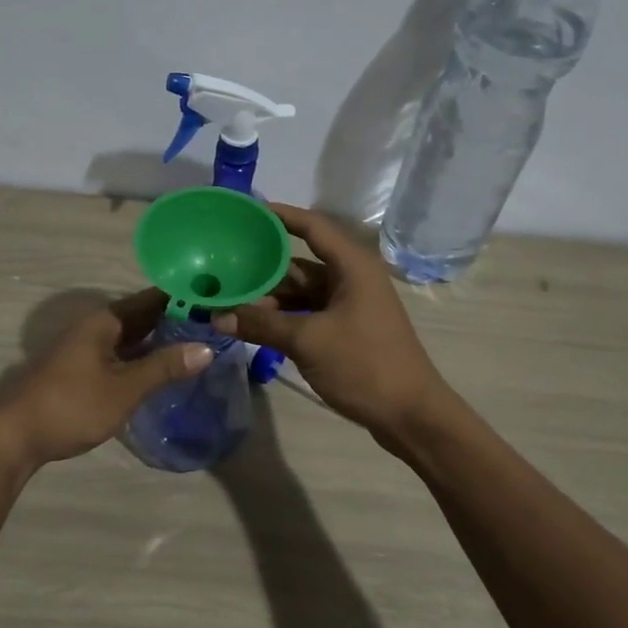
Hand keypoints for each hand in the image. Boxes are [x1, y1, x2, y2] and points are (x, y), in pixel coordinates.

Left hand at [0, 290, 209, 466]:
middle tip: (216, 326)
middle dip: (176, 321)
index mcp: (105, 321)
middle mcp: (95, 327)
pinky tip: (162, 370)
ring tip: (199, 346)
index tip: (217, 301)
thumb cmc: (71, 405)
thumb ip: (164, 367)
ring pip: (131, 338)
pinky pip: (120, 355)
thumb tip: (206, 348)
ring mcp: (85, 349)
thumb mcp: (124, 388)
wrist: (14, 436)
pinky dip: (143, 358)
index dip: (184, 299)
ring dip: (160, 341)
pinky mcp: (81, 370)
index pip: (152, 300)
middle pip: (142, 317)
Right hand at [213, 203, 448, 436]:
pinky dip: (282, 318)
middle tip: (221, 270)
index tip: (246, 211)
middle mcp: (351, 279)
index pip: (312, 227)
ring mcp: (349, 306)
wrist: (411, 416)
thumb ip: (261, 324)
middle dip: (262, 270)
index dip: (280, 215)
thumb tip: (216, 316)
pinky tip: (253, 326)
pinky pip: (307, 314)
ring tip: (228, 303)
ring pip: (300, 293)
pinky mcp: (346, 330)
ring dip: (269, 300)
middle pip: (298, 265)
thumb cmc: (364, 365)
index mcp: (352, 267)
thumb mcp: (307, 341)